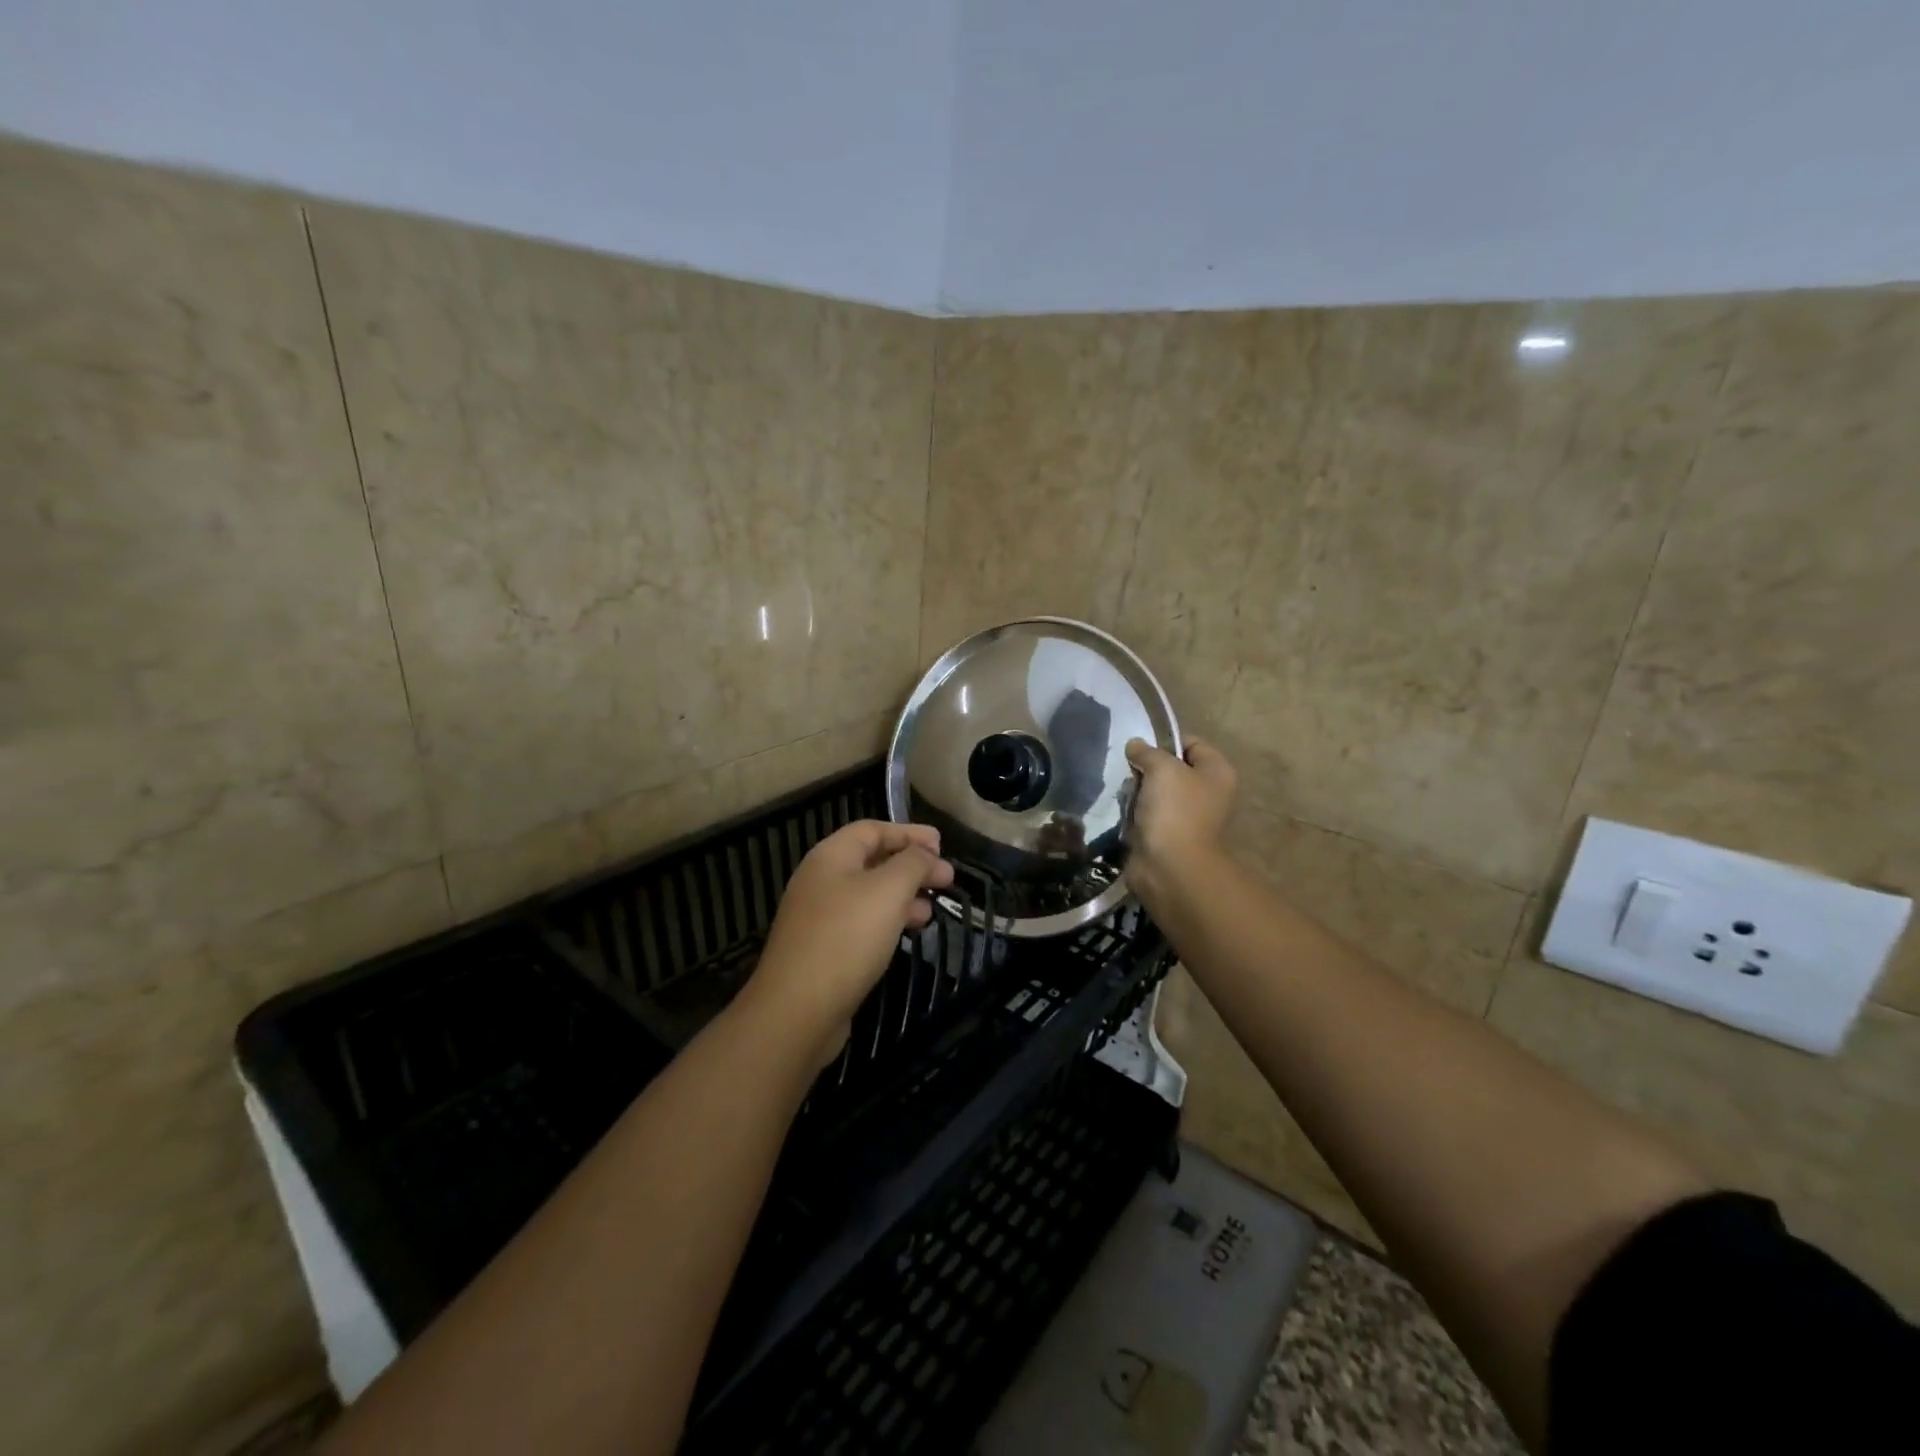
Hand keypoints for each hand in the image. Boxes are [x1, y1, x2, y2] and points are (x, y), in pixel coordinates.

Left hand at [744, 820, 954, 1060]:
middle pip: (872, 860)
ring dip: (904, 895)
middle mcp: (820, 880)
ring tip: (933, 908)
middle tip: (947, 878)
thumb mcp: (889, 891)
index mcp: (830, 856)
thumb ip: (912, 863)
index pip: (872, 829)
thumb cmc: (847, 938)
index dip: (909, 833)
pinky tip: (908, 933)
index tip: (942, 845)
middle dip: (912, 866)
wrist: (797, 1010)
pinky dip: (888, 920)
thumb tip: (925, 853)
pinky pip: (861, 922)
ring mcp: (819, 917)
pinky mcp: (823, 949)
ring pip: (869, 894)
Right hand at [1124, 737, 1237, 916]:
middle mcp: (1207, 793)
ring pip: (1155, 792)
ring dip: (1137, 792)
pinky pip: (1147, 815)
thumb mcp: (1161, 769)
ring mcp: (1187, 817)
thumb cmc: (1175, 811)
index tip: (1139, 747)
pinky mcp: (1167, 836)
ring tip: (1123, 793)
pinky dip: (1134, 813)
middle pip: (1172, 768)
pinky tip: (1122, 812)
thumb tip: (1135, 746)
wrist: (1171, 868)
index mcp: (1217, 772)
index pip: (1191, 743)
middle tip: (1128, 771)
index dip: (1165, 741)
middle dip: (1147, 768)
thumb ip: (1147, 752)